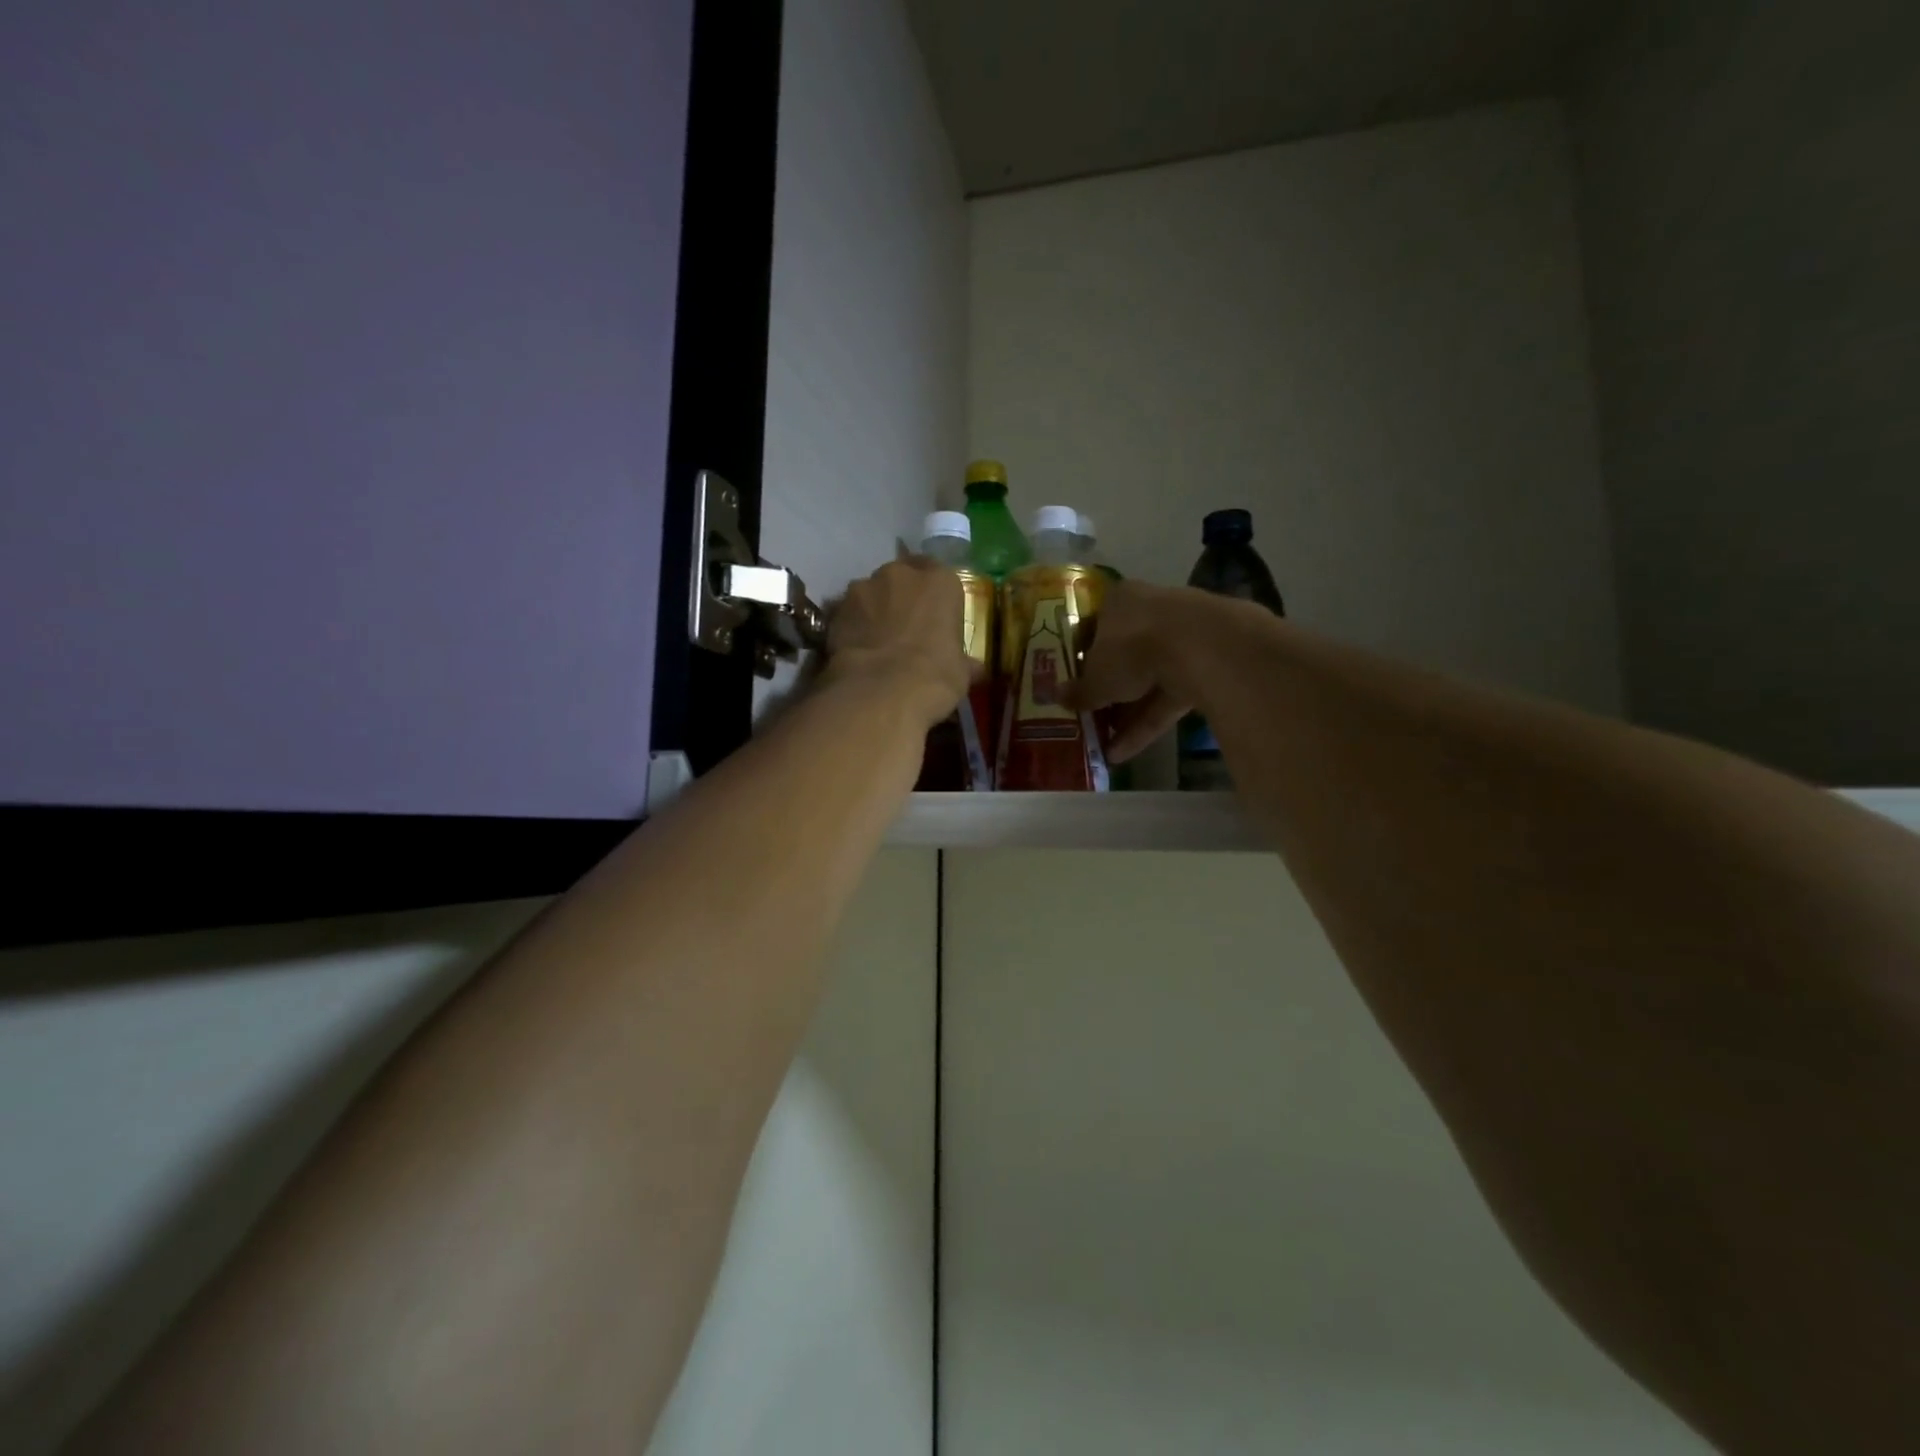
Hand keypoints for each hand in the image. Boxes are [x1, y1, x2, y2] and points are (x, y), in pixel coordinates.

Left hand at [823, 554, 972, 729]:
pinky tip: (856, 648)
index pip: (940, 575)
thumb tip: (975, 668)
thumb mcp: (961, 673)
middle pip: (903, 577)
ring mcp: (864, 587)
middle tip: (905, 626)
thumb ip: (964, 662)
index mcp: (941, 582)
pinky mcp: (837, 608)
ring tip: (877, 639)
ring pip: (872, 592)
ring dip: (875, 608)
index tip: (935, 616)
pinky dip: (853, 624)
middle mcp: (901, 574)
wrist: (881, 691)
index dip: (936, 596)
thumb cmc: (934, 677)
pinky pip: (849, 612)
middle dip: (903, 596)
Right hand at [1060, 579, 1204, 762]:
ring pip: (1148, 681)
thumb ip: (1079, 690)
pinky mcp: (1205, 668)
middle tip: (1089, 719)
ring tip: (1102, 749)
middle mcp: (1151, 613)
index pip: (1094, 627)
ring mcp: (1182, 640)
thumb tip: (1057, 697)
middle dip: (1108, 692)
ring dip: (1126, 716)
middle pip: (1124, 656)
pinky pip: (1168, 699)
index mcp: (1119, 602)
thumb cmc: (1131, 647)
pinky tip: (1123, 754)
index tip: (1072, 683)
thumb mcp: (1096, 676)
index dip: (1081, 657)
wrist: (1200, 647)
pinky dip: (1147, 725)